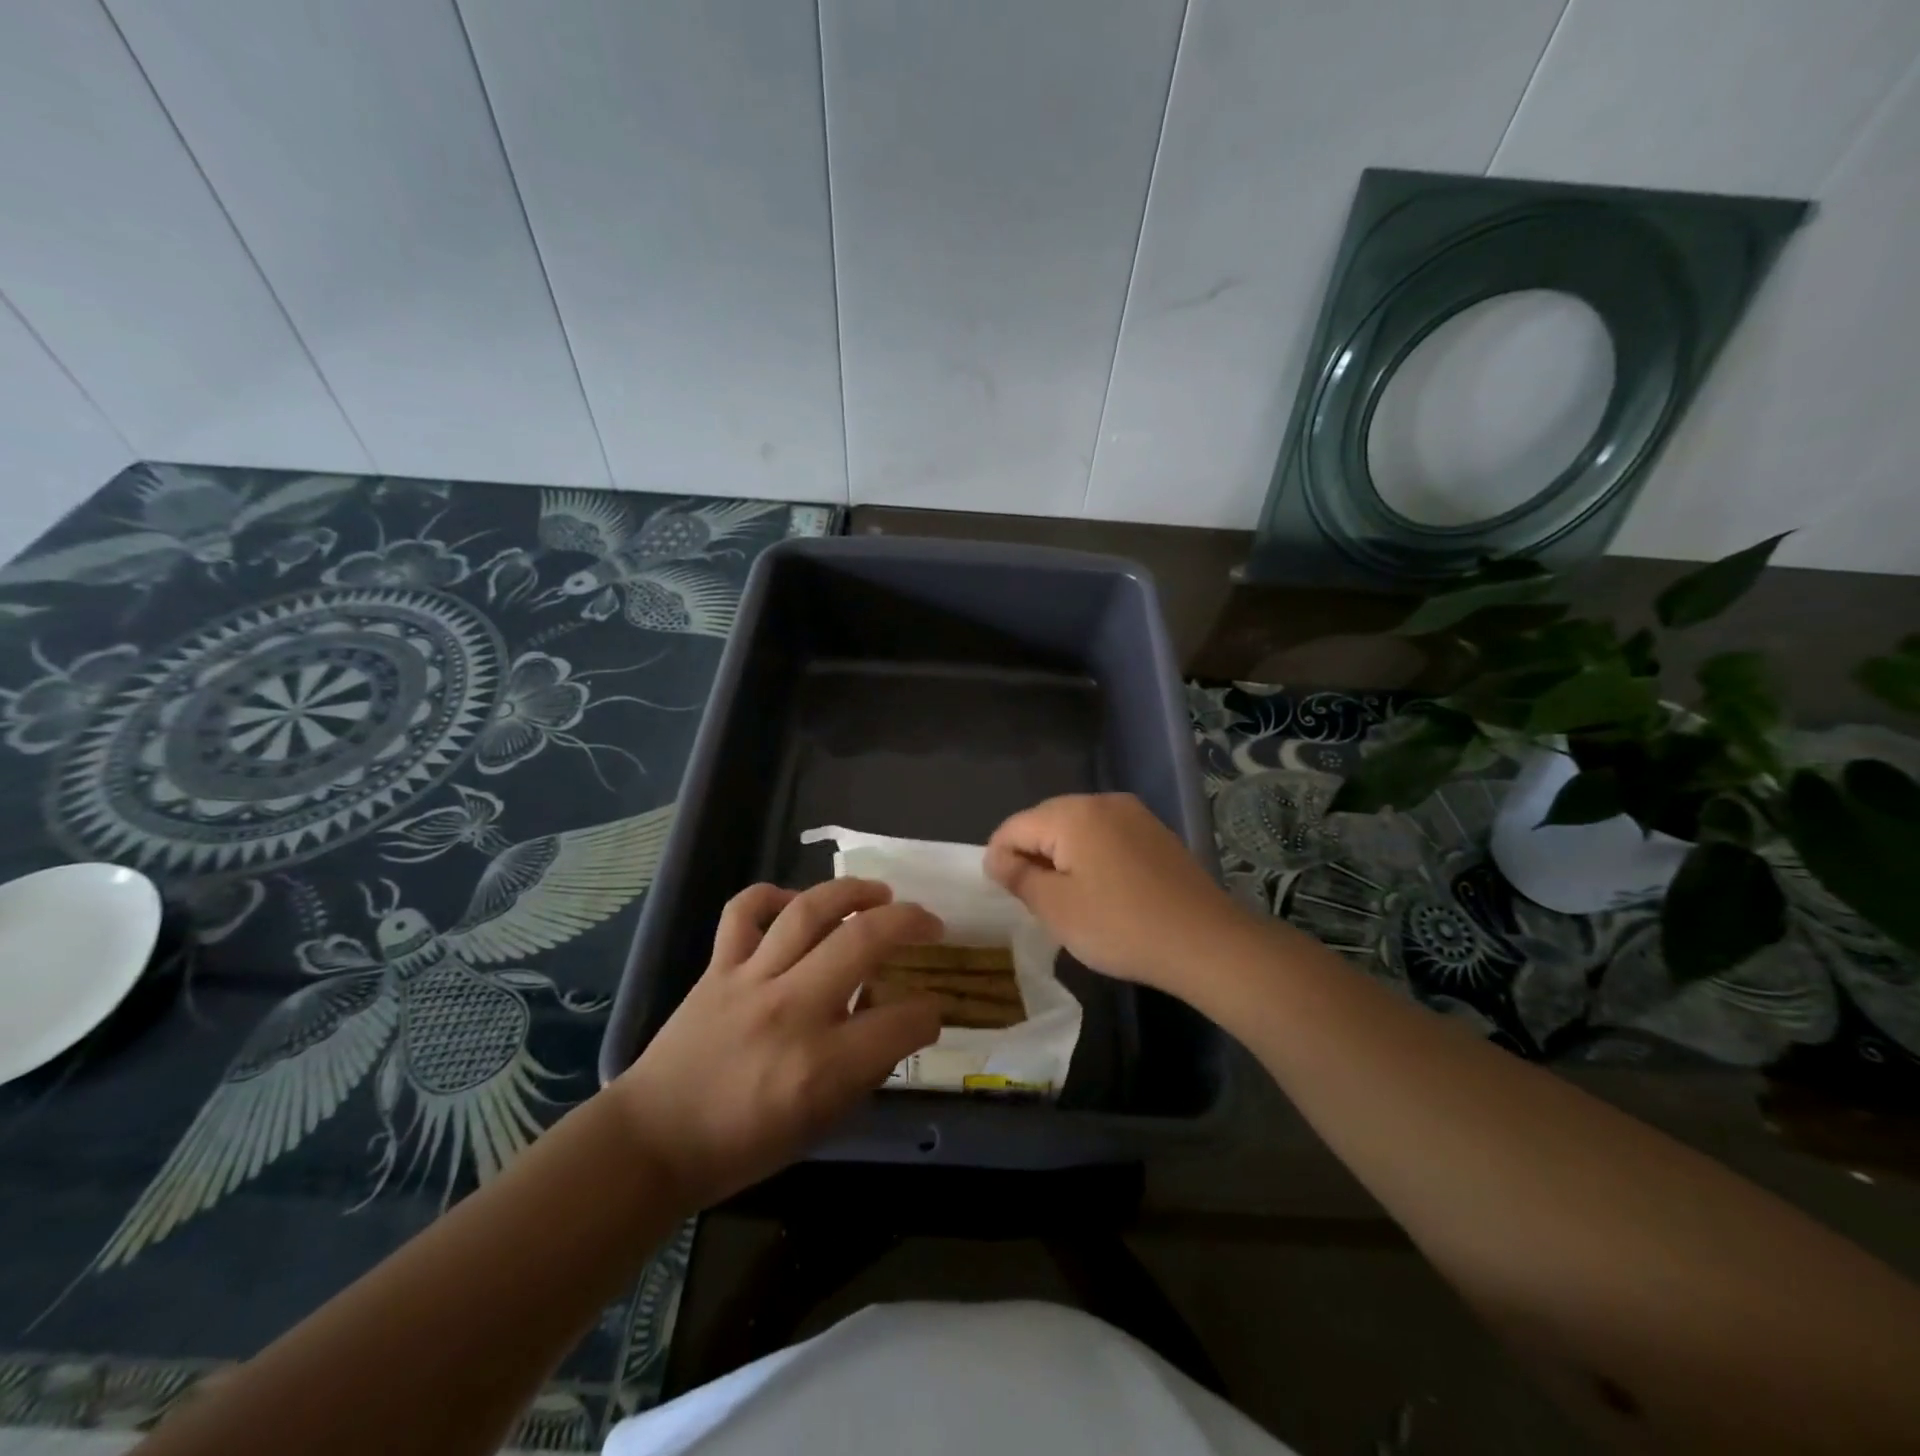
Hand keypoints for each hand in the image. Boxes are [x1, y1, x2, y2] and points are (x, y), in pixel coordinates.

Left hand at [609, 879, 942, 1208]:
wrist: (653, 1141)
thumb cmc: (742, 1145)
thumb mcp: (820, 1125)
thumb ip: (864, 1070)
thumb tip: (894, 1022)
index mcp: (821, 1066)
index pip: (901, 1022)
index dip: (930, 1013)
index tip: (932, 1009)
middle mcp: (791, 1010)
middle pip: (864, 941)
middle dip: (910, 923)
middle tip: (929, 924)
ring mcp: (750, 981)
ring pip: (808, 911)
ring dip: (853, 892)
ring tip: (880, 892)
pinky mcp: (717, 968)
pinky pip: (743, 911)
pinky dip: (772, 895)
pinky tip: (795, 902)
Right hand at [985, 793, 1259, 999]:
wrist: (1206, 943)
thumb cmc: (1121, 926)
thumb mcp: (1057, 908)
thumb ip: (1019, 877)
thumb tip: (996, 858)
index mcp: (1073, 814)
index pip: (1015, 826)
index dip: (999, 858)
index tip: (1003, 895)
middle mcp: (1102, 801)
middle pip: (1046, 821)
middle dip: (1031, 855)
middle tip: (1032, 900)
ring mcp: (1134, 814)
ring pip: (1077, 828)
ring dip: (1062, 857)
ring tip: (1065, 899)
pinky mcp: (1155, 833)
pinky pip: (1106, 836)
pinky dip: (1092, 858)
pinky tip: (1101, 891)